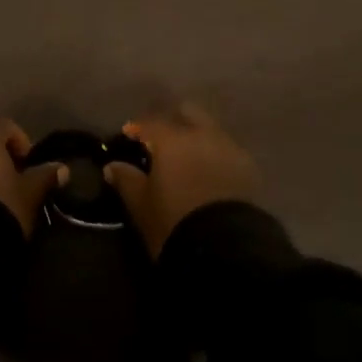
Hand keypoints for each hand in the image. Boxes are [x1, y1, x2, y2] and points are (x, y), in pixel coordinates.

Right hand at [105, 104, 258, 257]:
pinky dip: (214, 153)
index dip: (137, 127)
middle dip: (172, 120)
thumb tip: (113, 166)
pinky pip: (227, 149)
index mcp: (172, 139)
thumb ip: (126, 180)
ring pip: (210, 129)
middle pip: (187, 112)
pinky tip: (208, 171)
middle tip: (160, 140)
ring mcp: (229, 148)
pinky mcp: (248, 167)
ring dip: (196, 136)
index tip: (128, 135)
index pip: (150, 122)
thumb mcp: (141, 204)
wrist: (225, 248)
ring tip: (186, 157)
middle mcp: (202, 134)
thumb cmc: (173, 222)